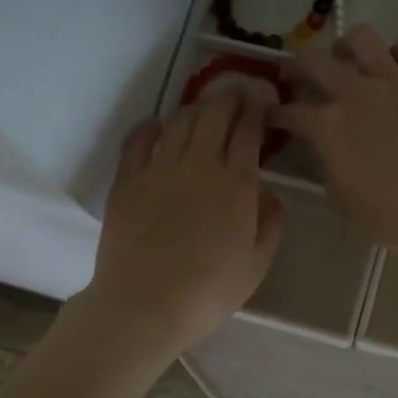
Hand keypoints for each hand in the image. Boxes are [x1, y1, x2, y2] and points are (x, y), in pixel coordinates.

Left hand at [82, 92, 283, 353]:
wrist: (145, 306)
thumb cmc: (209, 292)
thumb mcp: (257, 265)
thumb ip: (270, 223)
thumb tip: (269, 192)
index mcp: (236, 185)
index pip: (247, 131)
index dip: (256, 108)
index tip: (262, 98)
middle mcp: (199, 165)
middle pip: (213, 114)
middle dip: (229, 96)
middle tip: (237, 91)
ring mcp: (158, 169)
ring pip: (179, 121)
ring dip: (196, 107)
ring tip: (205, 106)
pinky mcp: (127, 181)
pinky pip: (139, 140)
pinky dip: (152, 126)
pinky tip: (159, 124)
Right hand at [277, 26, 397, 262]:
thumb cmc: (393, 218)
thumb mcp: (342, 202)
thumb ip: (328, 168)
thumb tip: (328, 152)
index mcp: (327, 128)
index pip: (288, 111)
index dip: (274, 113)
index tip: (271, 115)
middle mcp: (354, 93)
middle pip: (314, 61)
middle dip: (296, 66)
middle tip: (296, 75)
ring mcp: (394, 81)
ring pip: (361, 38)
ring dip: (346, 46)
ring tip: (347, 59)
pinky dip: (396, 50)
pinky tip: (394, 65)